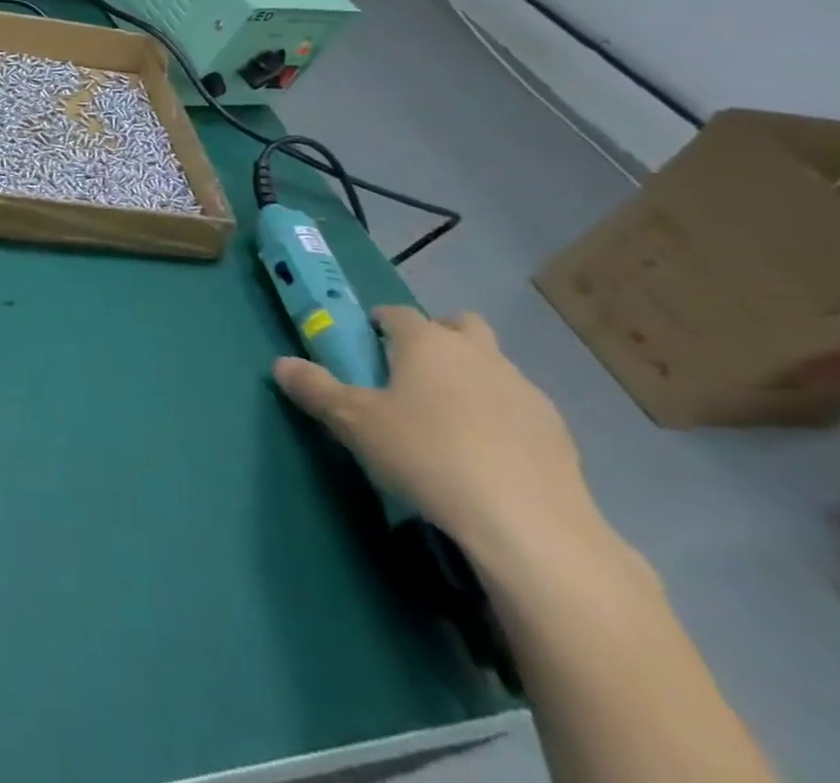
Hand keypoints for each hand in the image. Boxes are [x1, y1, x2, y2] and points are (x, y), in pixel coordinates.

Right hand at [273, 308, 602, 567]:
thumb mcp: (353, 423)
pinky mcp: (559, 434)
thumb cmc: (427, 455)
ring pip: (493, 366)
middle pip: (458, 325)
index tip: (365, 349)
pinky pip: (519, 410)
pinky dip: (502, 421)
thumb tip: (280, 363)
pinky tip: (486, 460)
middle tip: (412, 378)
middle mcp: (477, 353)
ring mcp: (524, 391)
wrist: (530, 527)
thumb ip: (315, 389)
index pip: (396, 313)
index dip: (378, 325)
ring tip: (448, 426)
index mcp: (427, 341)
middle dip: (437, 339)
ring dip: (472, 380)